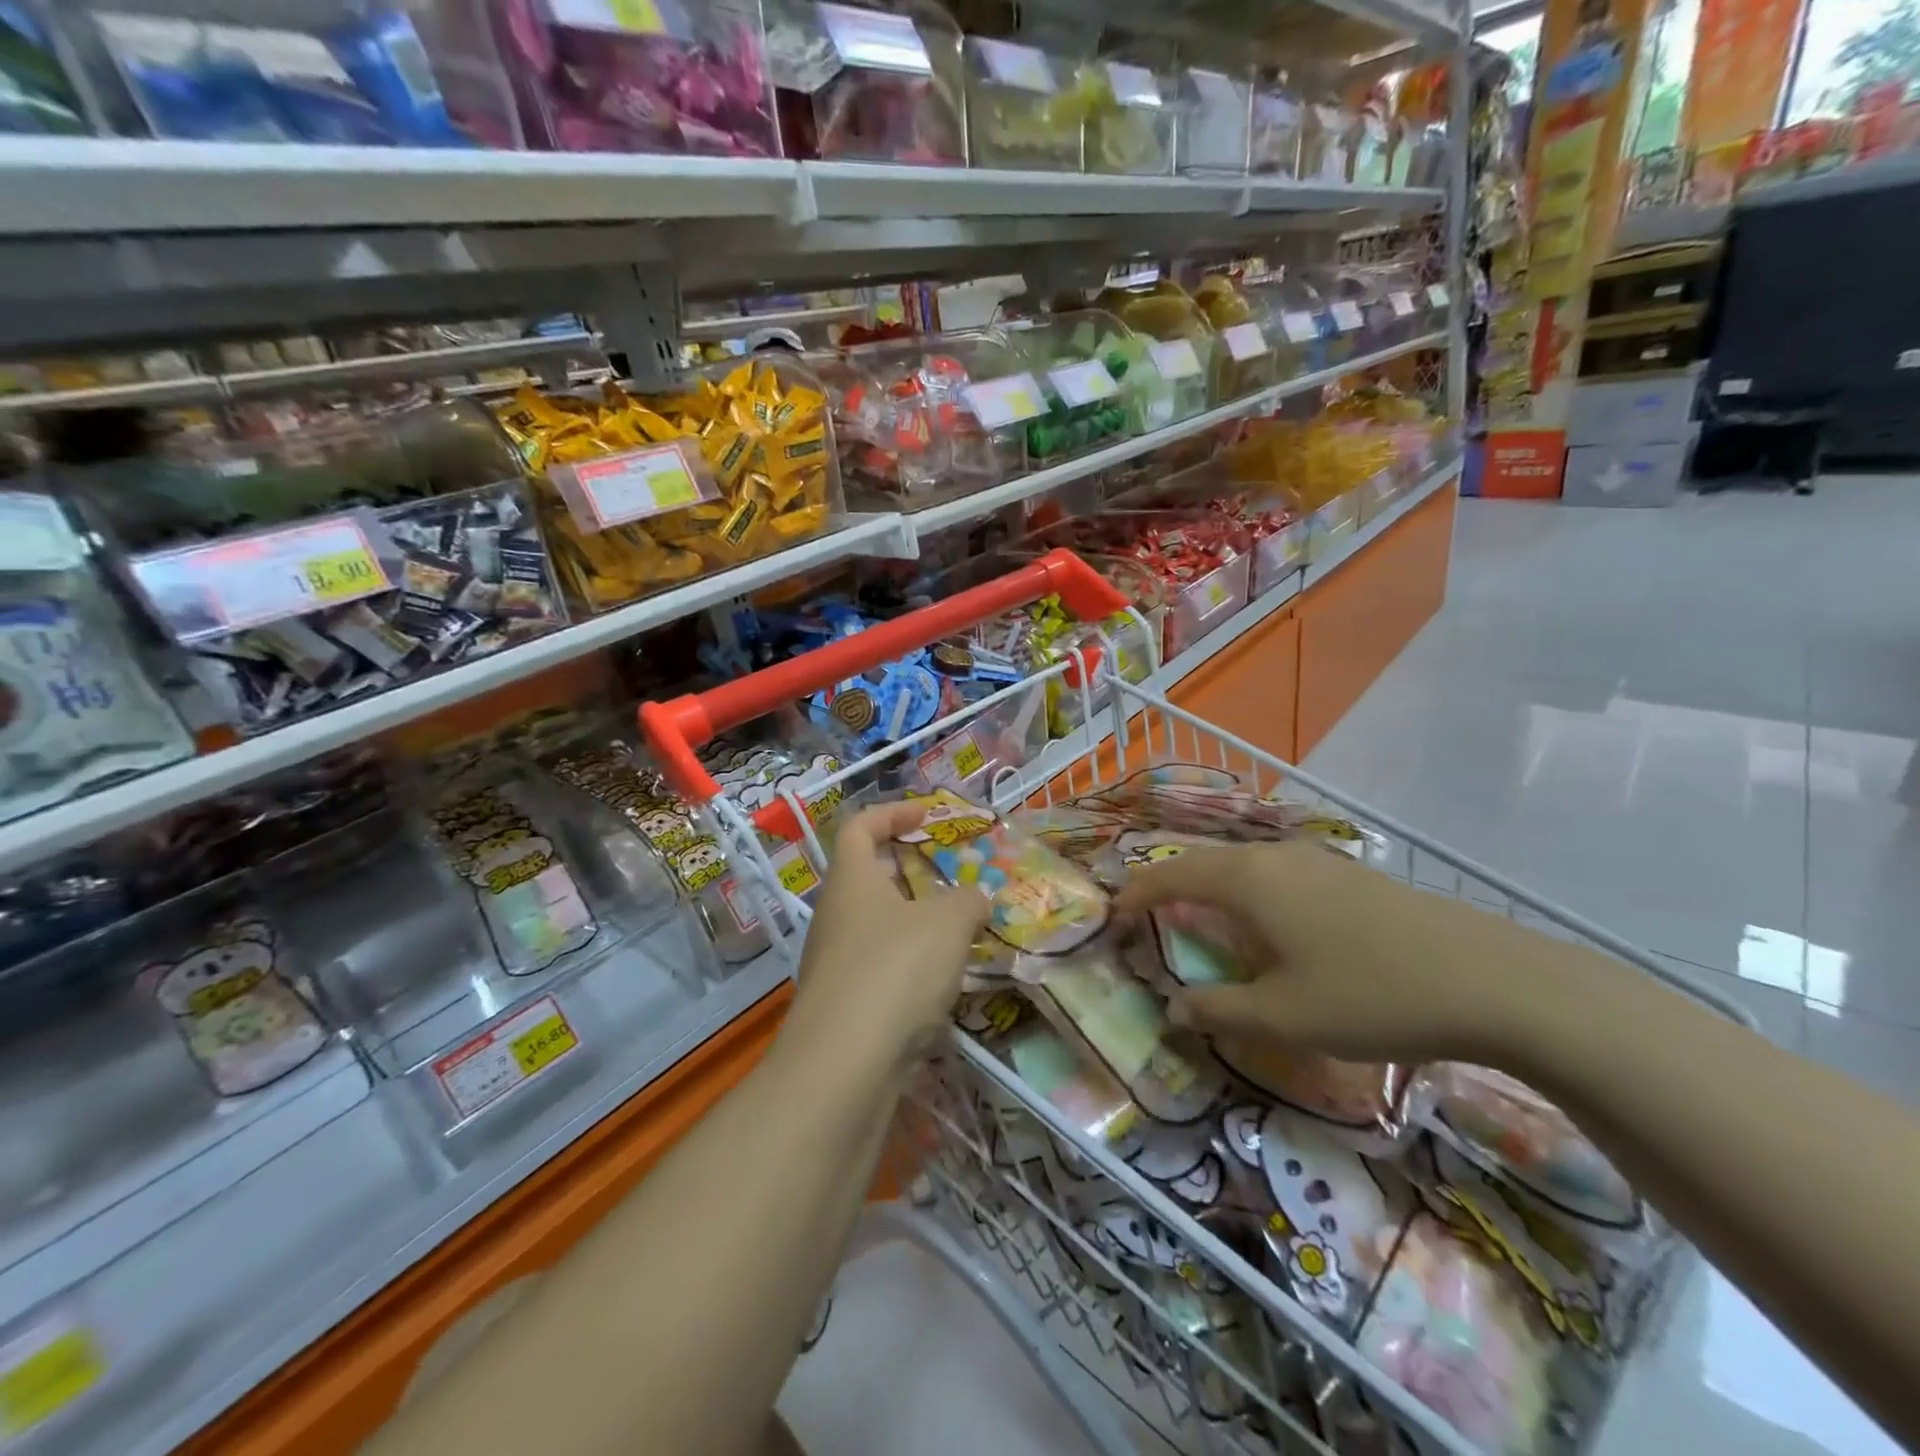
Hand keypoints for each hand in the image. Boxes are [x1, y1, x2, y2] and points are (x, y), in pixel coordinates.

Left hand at [786, 802, 989, 1073]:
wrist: (844, 1066)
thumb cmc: (895, 970)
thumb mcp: (947, 924)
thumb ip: (968, 901)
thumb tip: (977, 897)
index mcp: (852, 880)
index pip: (860, 826)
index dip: (894, 812)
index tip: (930, 815)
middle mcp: (836, 915)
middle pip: (871, 875)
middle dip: (914, 869)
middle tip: (956, 875)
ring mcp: (836, 962)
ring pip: (880, 924)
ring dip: (918, 920)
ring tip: (962, 928)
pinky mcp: (846, 1005)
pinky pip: (882, 967)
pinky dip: (912, 963)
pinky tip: (945, 980)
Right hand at [1116, 841, 1556, 1066]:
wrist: (1493, 979)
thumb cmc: (1371, 994)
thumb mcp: (1284, 1016)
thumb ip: (1219, 1010)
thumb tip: (1174, 1009)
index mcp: (1246, 881)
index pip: (1170, 876)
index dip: (1136, 894)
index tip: (1112, 915)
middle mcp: (1273, 858)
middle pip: (1203, 863)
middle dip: (1169, 887)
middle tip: (1147, 917)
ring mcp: (1316, 862)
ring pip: (1242, 866)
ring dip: (1211, 889)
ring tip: (1199, 920)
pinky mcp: (1349, 876)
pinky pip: (1276, 875)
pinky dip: (1249, 894)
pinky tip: (1268, 926)